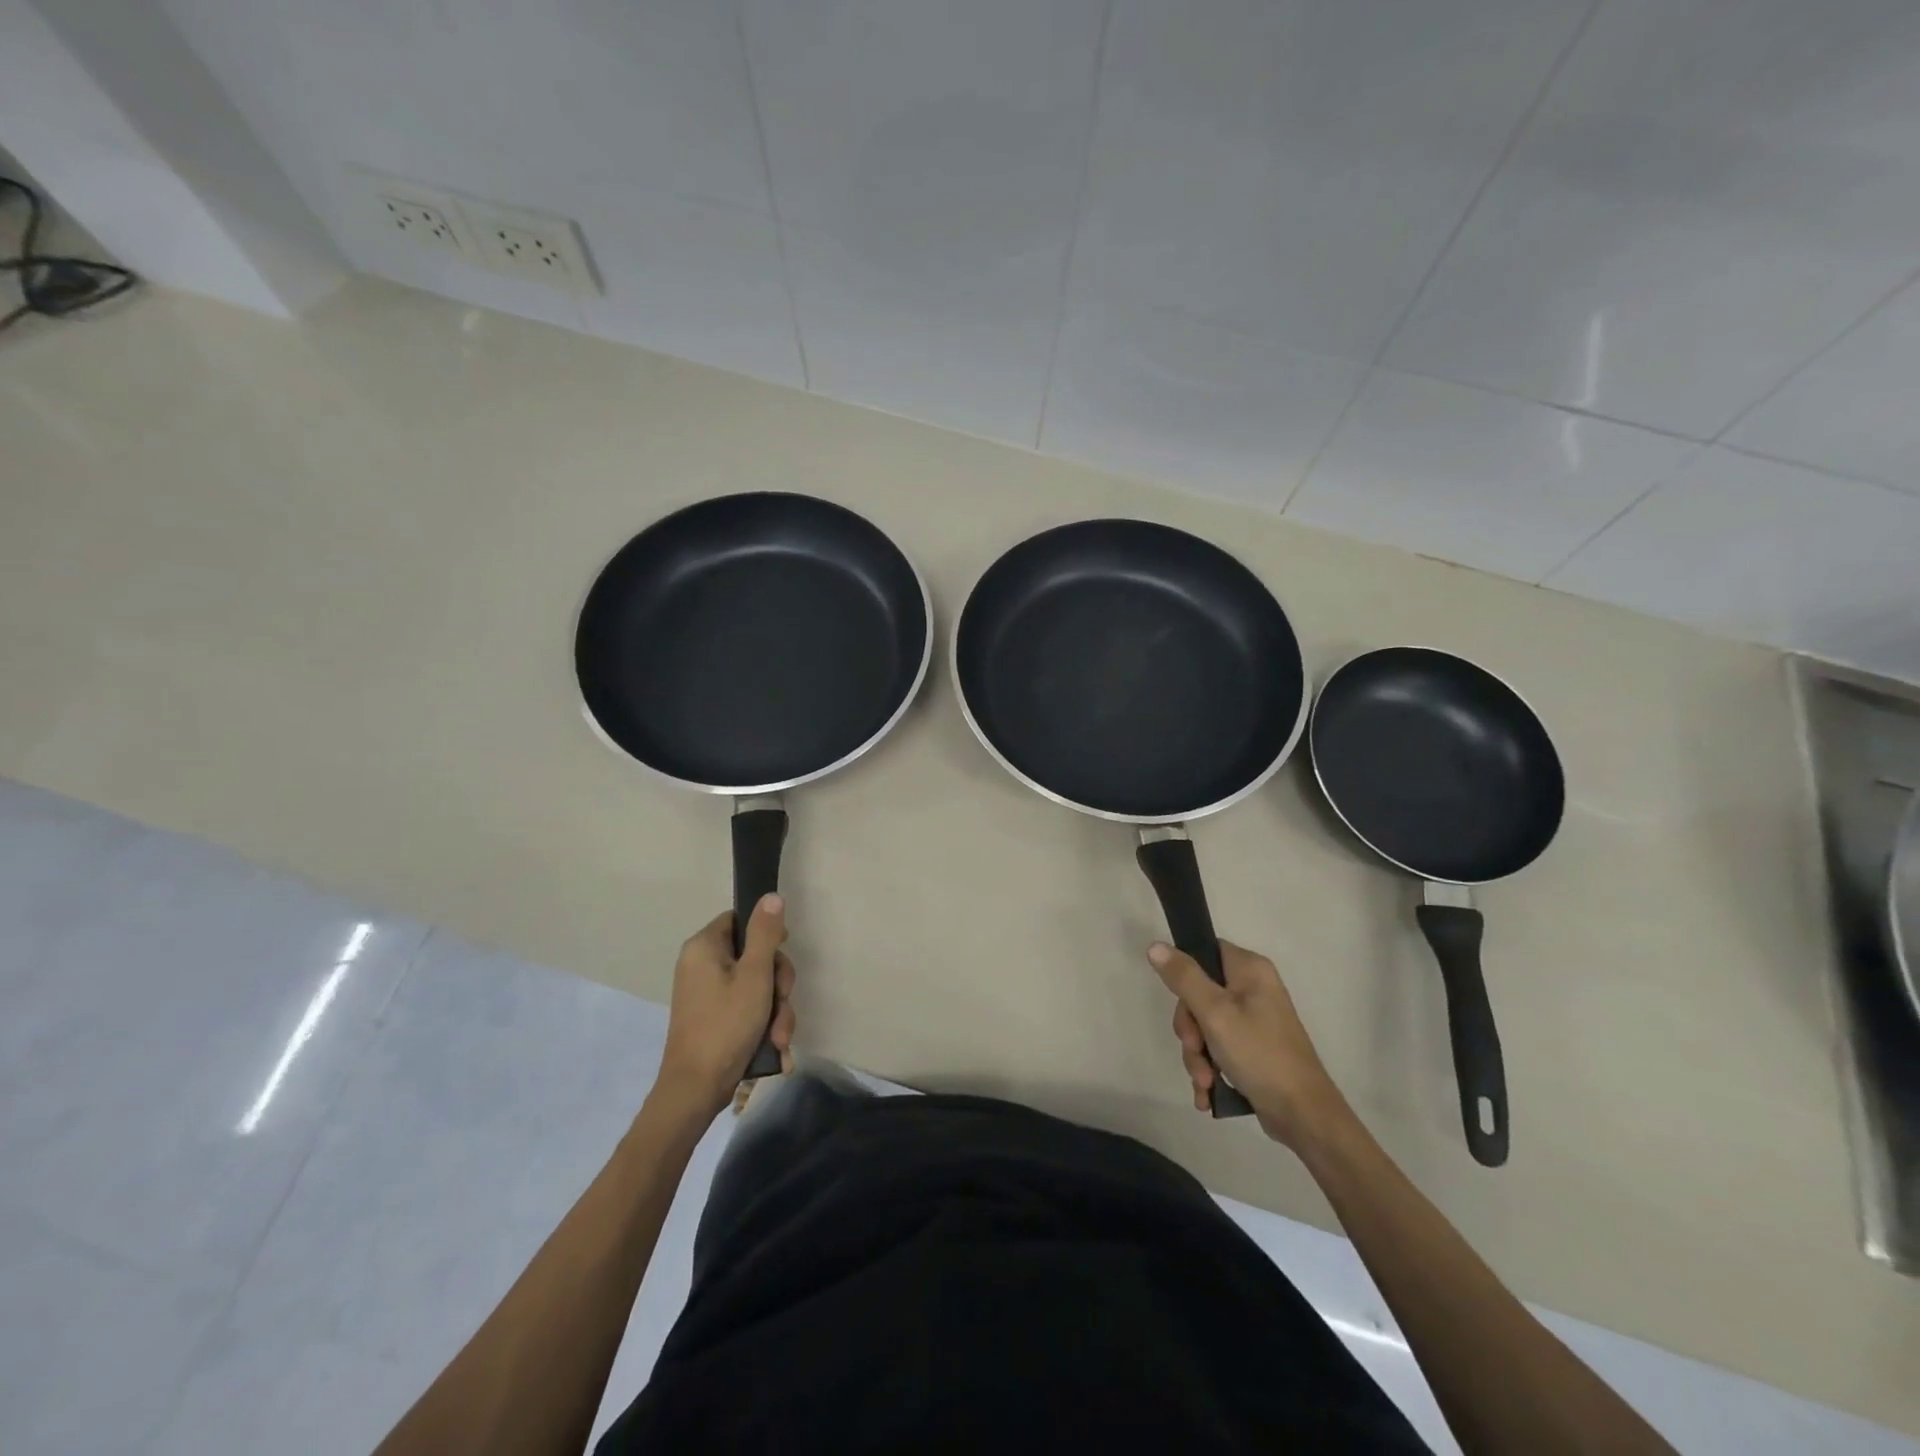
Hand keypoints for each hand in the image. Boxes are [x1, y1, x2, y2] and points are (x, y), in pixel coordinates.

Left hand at [657, 895, 795, 1117]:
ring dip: (776, 1010)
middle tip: (782, 1002)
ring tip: (779, 1037)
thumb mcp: (754, 975)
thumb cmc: (725, 1025)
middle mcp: (701, 965)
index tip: (782, 952)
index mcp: (704, 948)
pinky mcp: (714, 1018)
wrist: (696, 1090)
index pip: (740, 920)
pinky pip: (747, 1007)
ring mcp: (707, 994)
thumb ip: (766, 934)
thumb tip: (771, 896)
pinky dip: (763, 1024)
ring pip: (757, 986)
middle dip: (777, 983)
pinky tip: (775, 1047)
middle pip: (754, 955)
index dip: (766, 933)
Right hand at [1148, 939, 1348, 1148]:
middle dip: (1190, 1029)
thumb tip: (1155, 946)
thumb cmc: (1259, 1054)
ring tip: (1204, 1081)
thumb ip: (1184, 977)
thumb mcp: (1214, 1013)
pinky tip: (1207, 1091)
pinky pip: (1217, 1046)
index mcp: (1250, 970)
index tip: (1183, 1004)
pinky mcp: (1252, 1047)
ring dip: (1197, 1055)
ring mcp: (1253, 1019)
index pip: (1204, 952)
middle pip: (1199, 993)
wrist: (1302, 1115)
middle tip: (1195, 1049)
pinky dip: (1209, 1067)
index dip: (1185, 975)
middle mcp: (1253, 988)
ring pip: (1204, 1024)